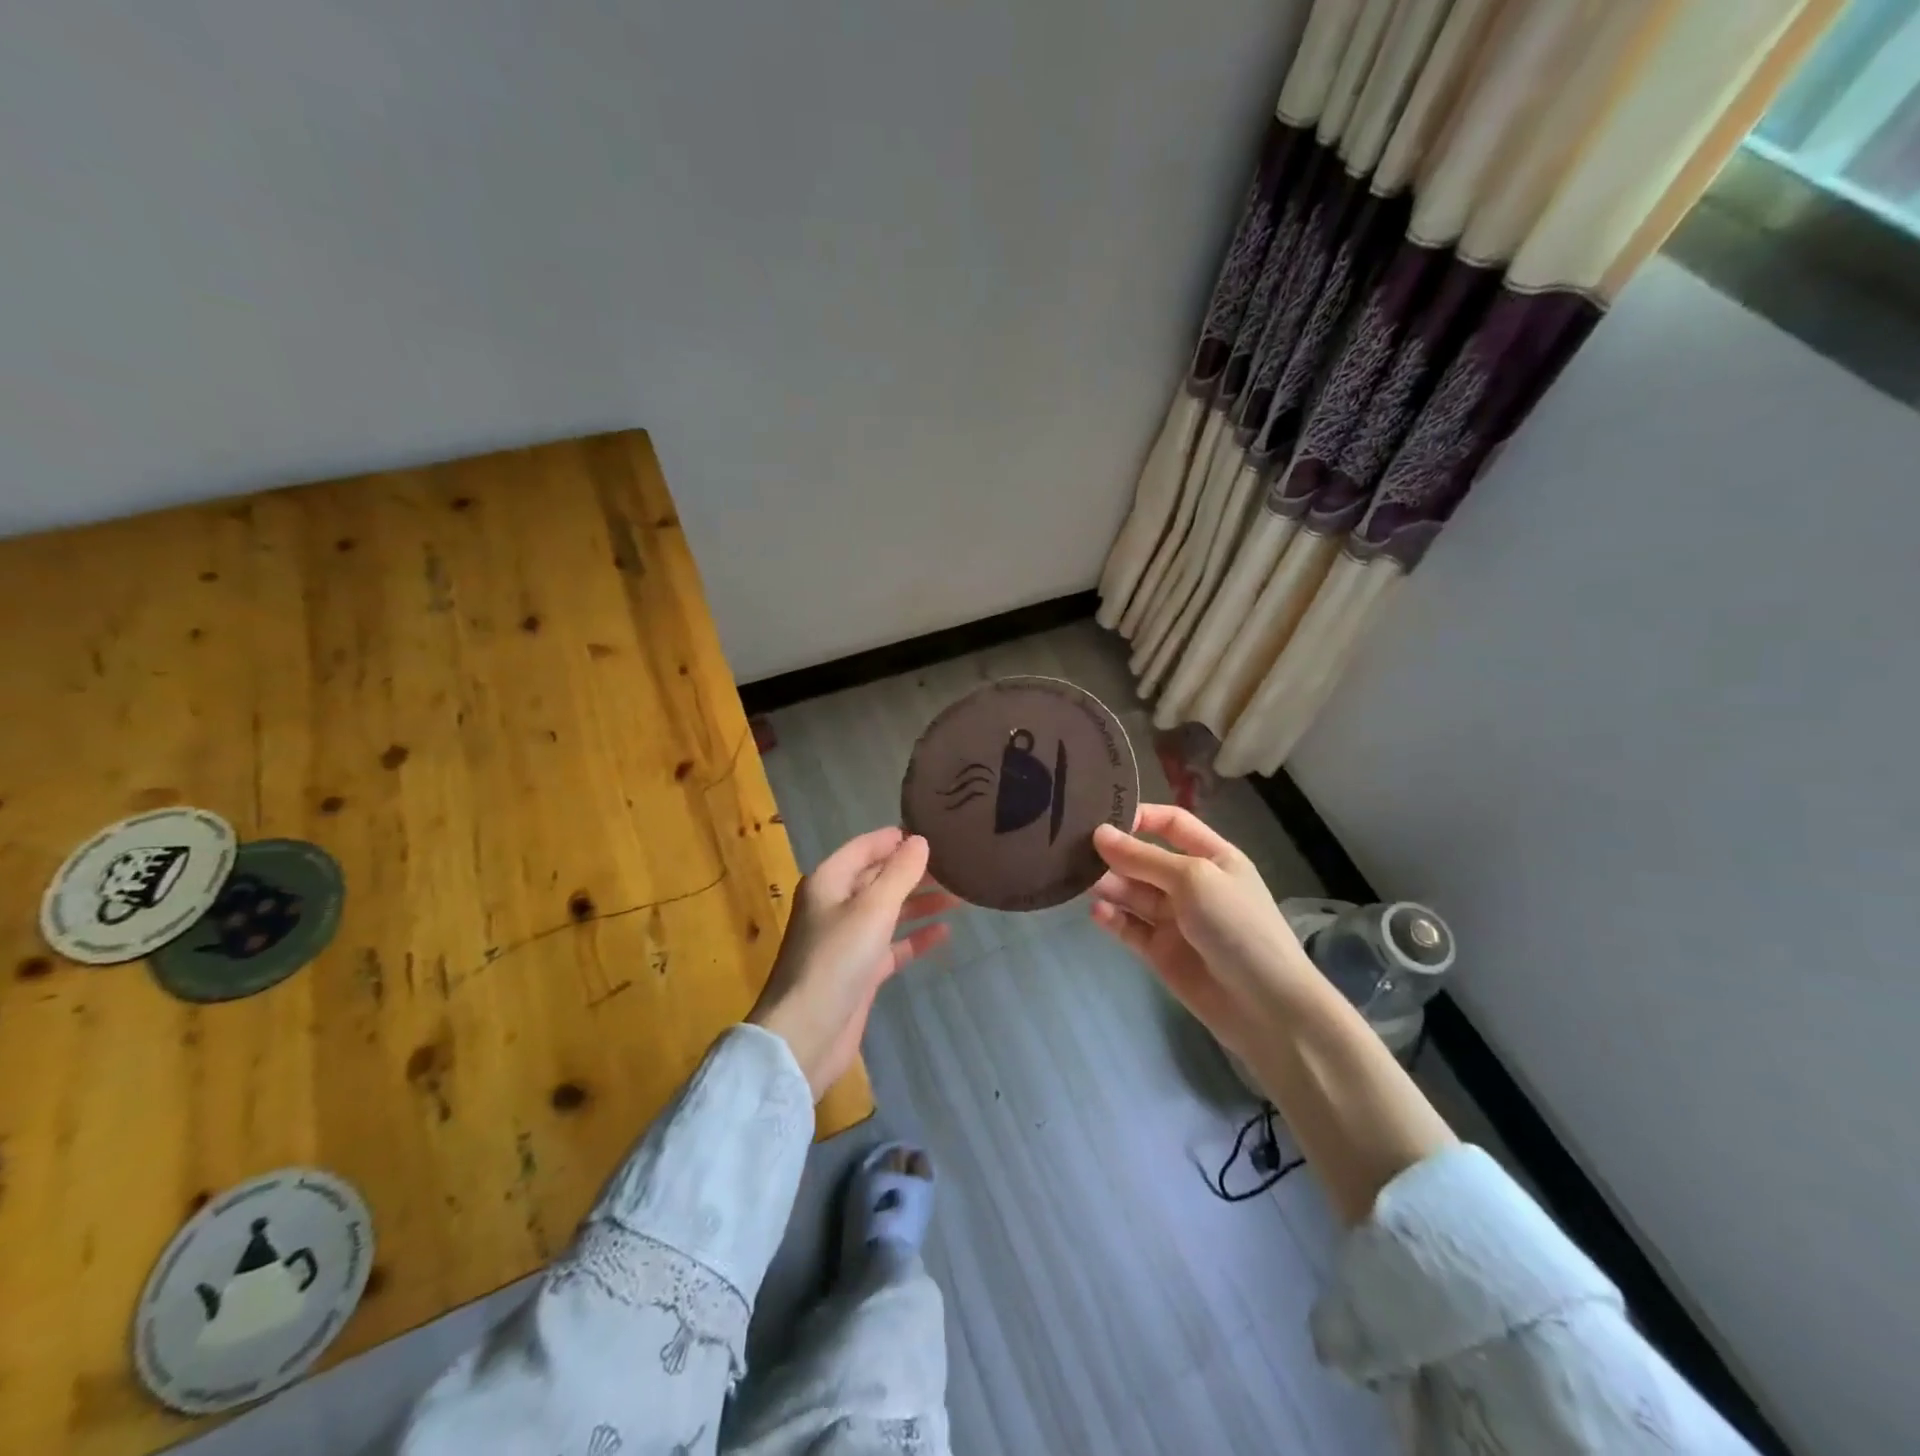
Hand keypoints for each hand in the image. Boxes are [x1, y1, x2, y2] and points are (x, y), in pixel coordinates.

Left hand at [748, 828, 959, 1099]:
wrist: (806, 1034)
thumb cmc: (836, 960)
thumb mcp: (872, 909)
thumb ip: (899, 873)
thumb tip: (920, 840)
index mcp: (829, 881)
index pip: (865, 846)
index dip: (896, 838)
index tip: (935, 831)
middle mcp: (836, 904)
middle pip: (879, 877)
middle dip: (914, 870)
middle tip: (957, 862)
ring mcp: (847, 939)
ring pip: (889, 910)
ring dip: (920, 902)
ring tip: (960, 894)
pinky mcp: (860, 970)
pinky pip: (892, 944)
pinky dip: (915, 937)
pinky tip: (945, 932)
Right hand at [1089, 804, 1315, 1058]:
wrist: (1265, 1006)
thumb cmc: (1237, 926)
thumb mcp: (1193, 879)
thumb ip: (1143, 858)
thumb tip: (1099, 833)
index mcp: (1212, 857)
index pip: (1171, 824)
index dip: (1141, 817)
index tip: (1103, 816)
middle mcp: (1191, 884)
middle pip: (1145, 858)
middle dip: (1115, 853)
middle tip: (1075, 850)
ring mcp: (1175, 919)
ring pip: (1132, 893)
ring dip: (1109, 884)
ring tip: (1083, 881)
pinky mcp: (1160, 951)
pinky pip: (1129, 927)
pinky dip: (1112, 918)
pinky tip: (1098, 912)